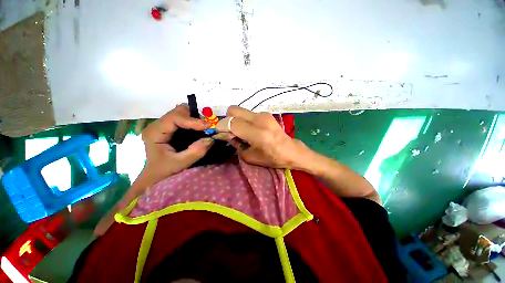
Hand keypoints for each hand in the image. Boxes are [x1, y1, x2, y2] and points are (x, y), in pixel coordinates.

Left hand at [94, 105, 213, 235]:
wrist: (148, 186)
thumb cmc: (158, 178)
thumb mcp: (177, 166)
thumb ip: (195, 152)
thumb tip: (211, 141)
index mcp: (154, 133)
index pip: (174, 118)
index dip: (192, 121)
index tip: (207, 128)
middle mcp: (158, 128)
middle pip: (178, 112)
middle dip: (195, 116)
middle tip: (210, 123)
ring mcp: (165, 130)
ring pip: (182, 115)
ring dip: (196, 119)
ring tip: (210, 125)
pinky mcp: (172, 134)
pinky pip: (185, 123)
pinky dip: (196, 124)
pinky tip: (205, 129)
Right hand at [215, 106, 308, 168]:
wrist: (291, 150)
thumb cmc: (272, 158)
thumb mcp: (250, 157)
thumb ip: (236, 144)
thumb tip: (227, 135)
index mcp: (258, 134)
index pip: (232, 123)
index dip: (222, 127)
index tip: (219, 133)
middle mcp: (260, 120)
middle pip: (233, 110)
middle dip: (227, 120)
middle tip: (230, 131)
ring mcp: (264, 114)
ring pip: (240, 110)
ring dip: (236, 119)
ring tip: (241, 131)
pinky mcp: (266, 113)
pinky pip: (248, 113)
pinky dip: (244, 120)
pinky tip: (250, 129)